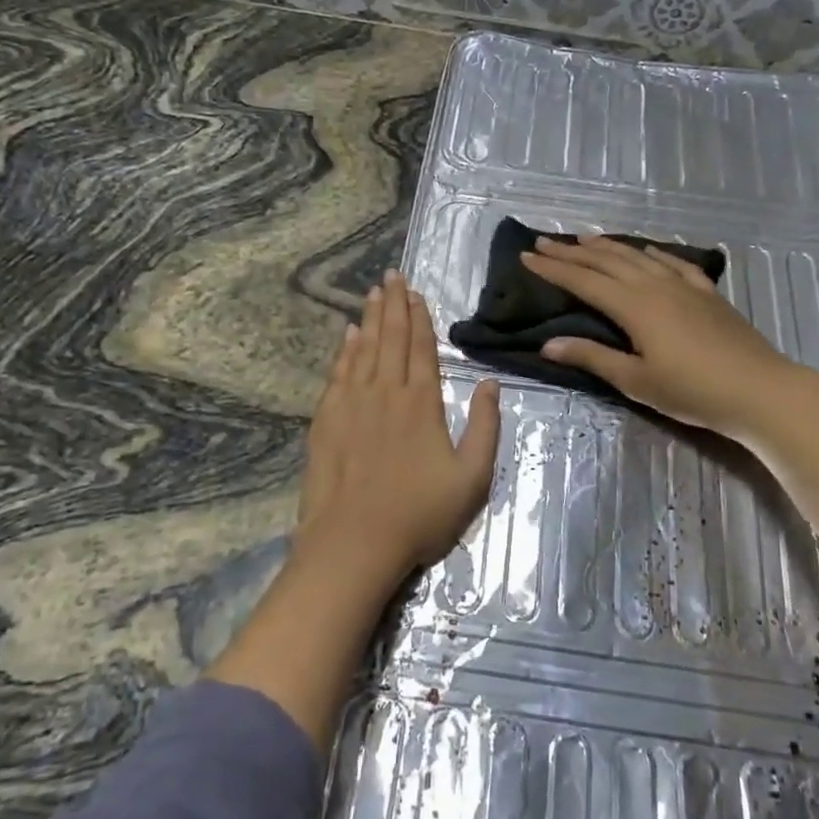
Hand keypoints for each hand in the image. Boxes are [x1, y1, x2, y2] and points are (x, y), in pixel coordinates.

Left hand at [295, 270, 501, 585]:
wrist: (353, 543)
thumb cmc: (419, 515)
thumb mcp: (472, 478)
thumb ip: (486, 427)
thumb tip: (490, 384)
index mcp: (422, 403)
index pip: (422, 348)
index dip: (420, 318)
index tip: (416, 292)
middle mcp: (386, 392)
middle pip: (391, 338)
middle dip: (394, 305)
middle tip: (392, 276)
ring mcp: (352, 403)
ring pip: (364, 349)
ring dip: (370, 319)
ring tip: (374, 293)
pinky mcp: (327, 419)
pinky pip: (338, 372)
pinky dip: (345, 350)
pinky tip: (349, 335)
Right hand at [520, 234, 814, 442]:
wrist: (760, 390)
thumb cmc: (693, 391)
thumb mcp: (636, 381)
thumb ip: (593, 357)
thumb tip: (548, 344)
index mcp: (634, 306)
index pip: (583, 281)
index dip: (553, 268)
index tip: (527, 256)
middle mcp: (654, 285)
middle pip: (606, 261)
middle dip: (572, 251)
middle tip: (544, 241)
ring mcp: (684, 285)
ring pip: (637, 256)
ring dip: (608, 246)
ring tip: (584, 238)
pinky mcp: (706, 293)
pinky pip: (673, 262)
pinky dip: (653, 253)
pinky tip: (647, 250)